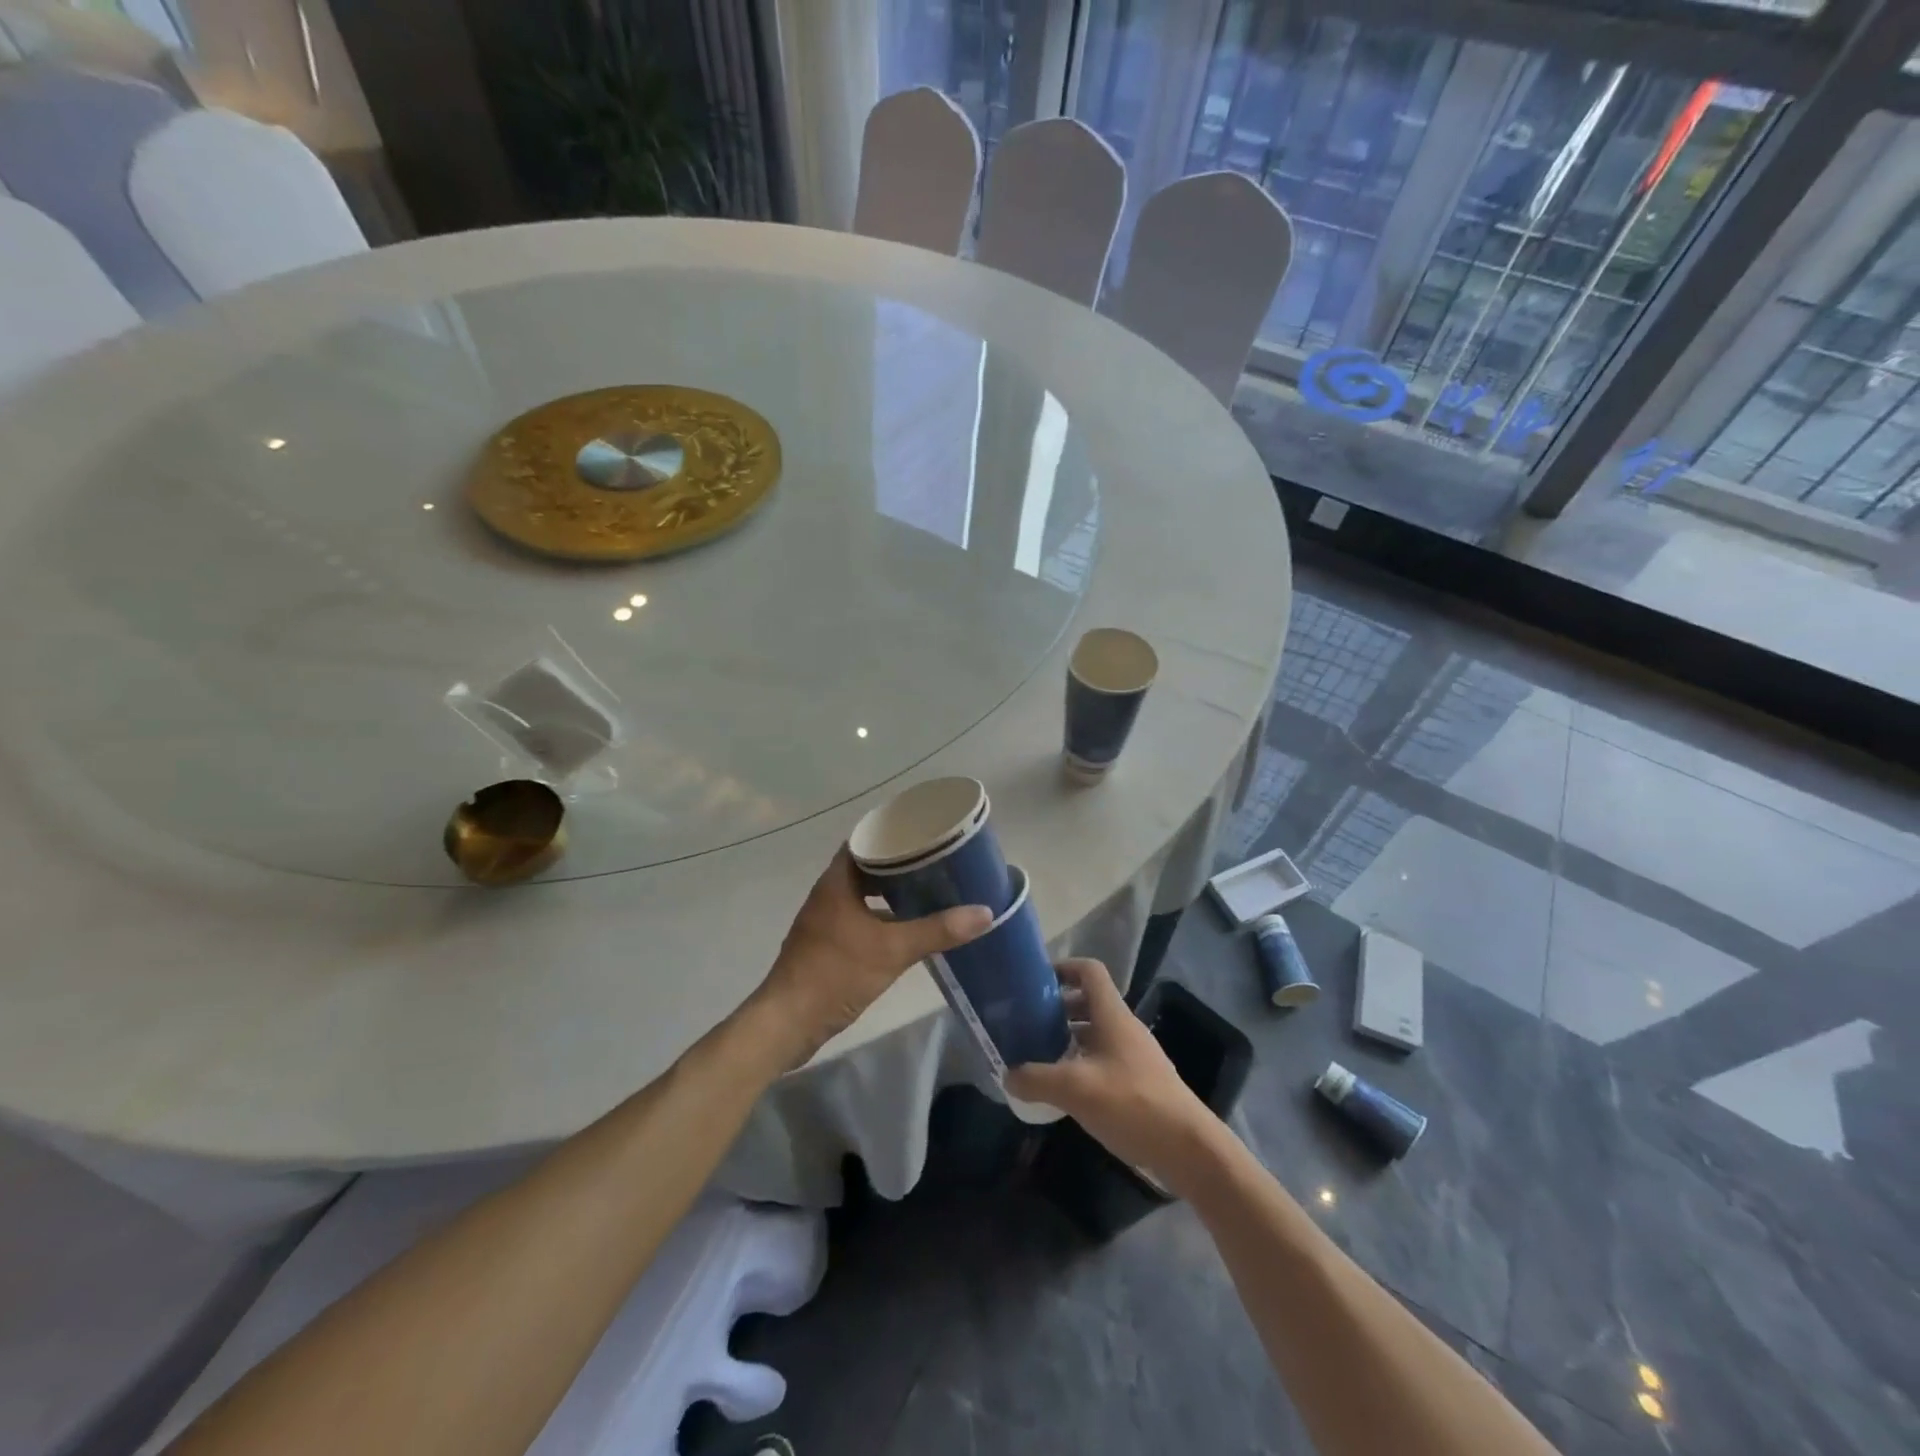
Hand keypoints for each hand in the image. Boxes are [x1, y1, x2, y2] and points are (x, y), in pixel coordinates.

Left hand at [750, 848, 991, 1067]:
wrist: (788, 1023)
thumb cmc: (836, 974)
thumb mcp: (892, 950)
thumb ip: (937, 930)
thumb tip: (985, 912)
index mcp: (837, 882)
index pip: (864, 842)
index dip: (892, 835)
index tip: (924, 834)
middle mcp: (828, 895)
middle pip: (866, 868)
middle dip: (899, 865)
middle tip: (935, 862)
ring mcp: (825, 921)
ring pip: (863, 896)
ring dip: (890, 893)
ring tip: (928, 891)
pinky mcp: (826, 946)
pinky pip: (859, 919)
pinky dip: (881, 918)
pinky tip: (906, 929)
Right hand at [1006, 959, 1218, 1184]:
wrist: (1188, 1148)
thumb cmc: (1132, 1104)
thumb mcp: (1076, 1089)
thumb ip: (1037, 1079)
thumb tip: (1008, 1075)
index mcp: (1112, 1015)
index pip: (1089, 971)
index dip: (1063, 968)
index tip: (1035, 983)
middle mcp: (1124, 1027)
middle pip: (1089, 1002)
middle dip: (1057, 1008)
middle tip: (1028, 1023)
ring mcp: (1134, 1055)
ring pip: (1095, 1033)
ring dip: (1068, 1038)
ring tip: (1039, 1056)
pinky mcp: (1139, 1081)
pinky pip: (1104, 1058)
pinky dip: (1082, 1063)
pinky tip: (1065, 1089)